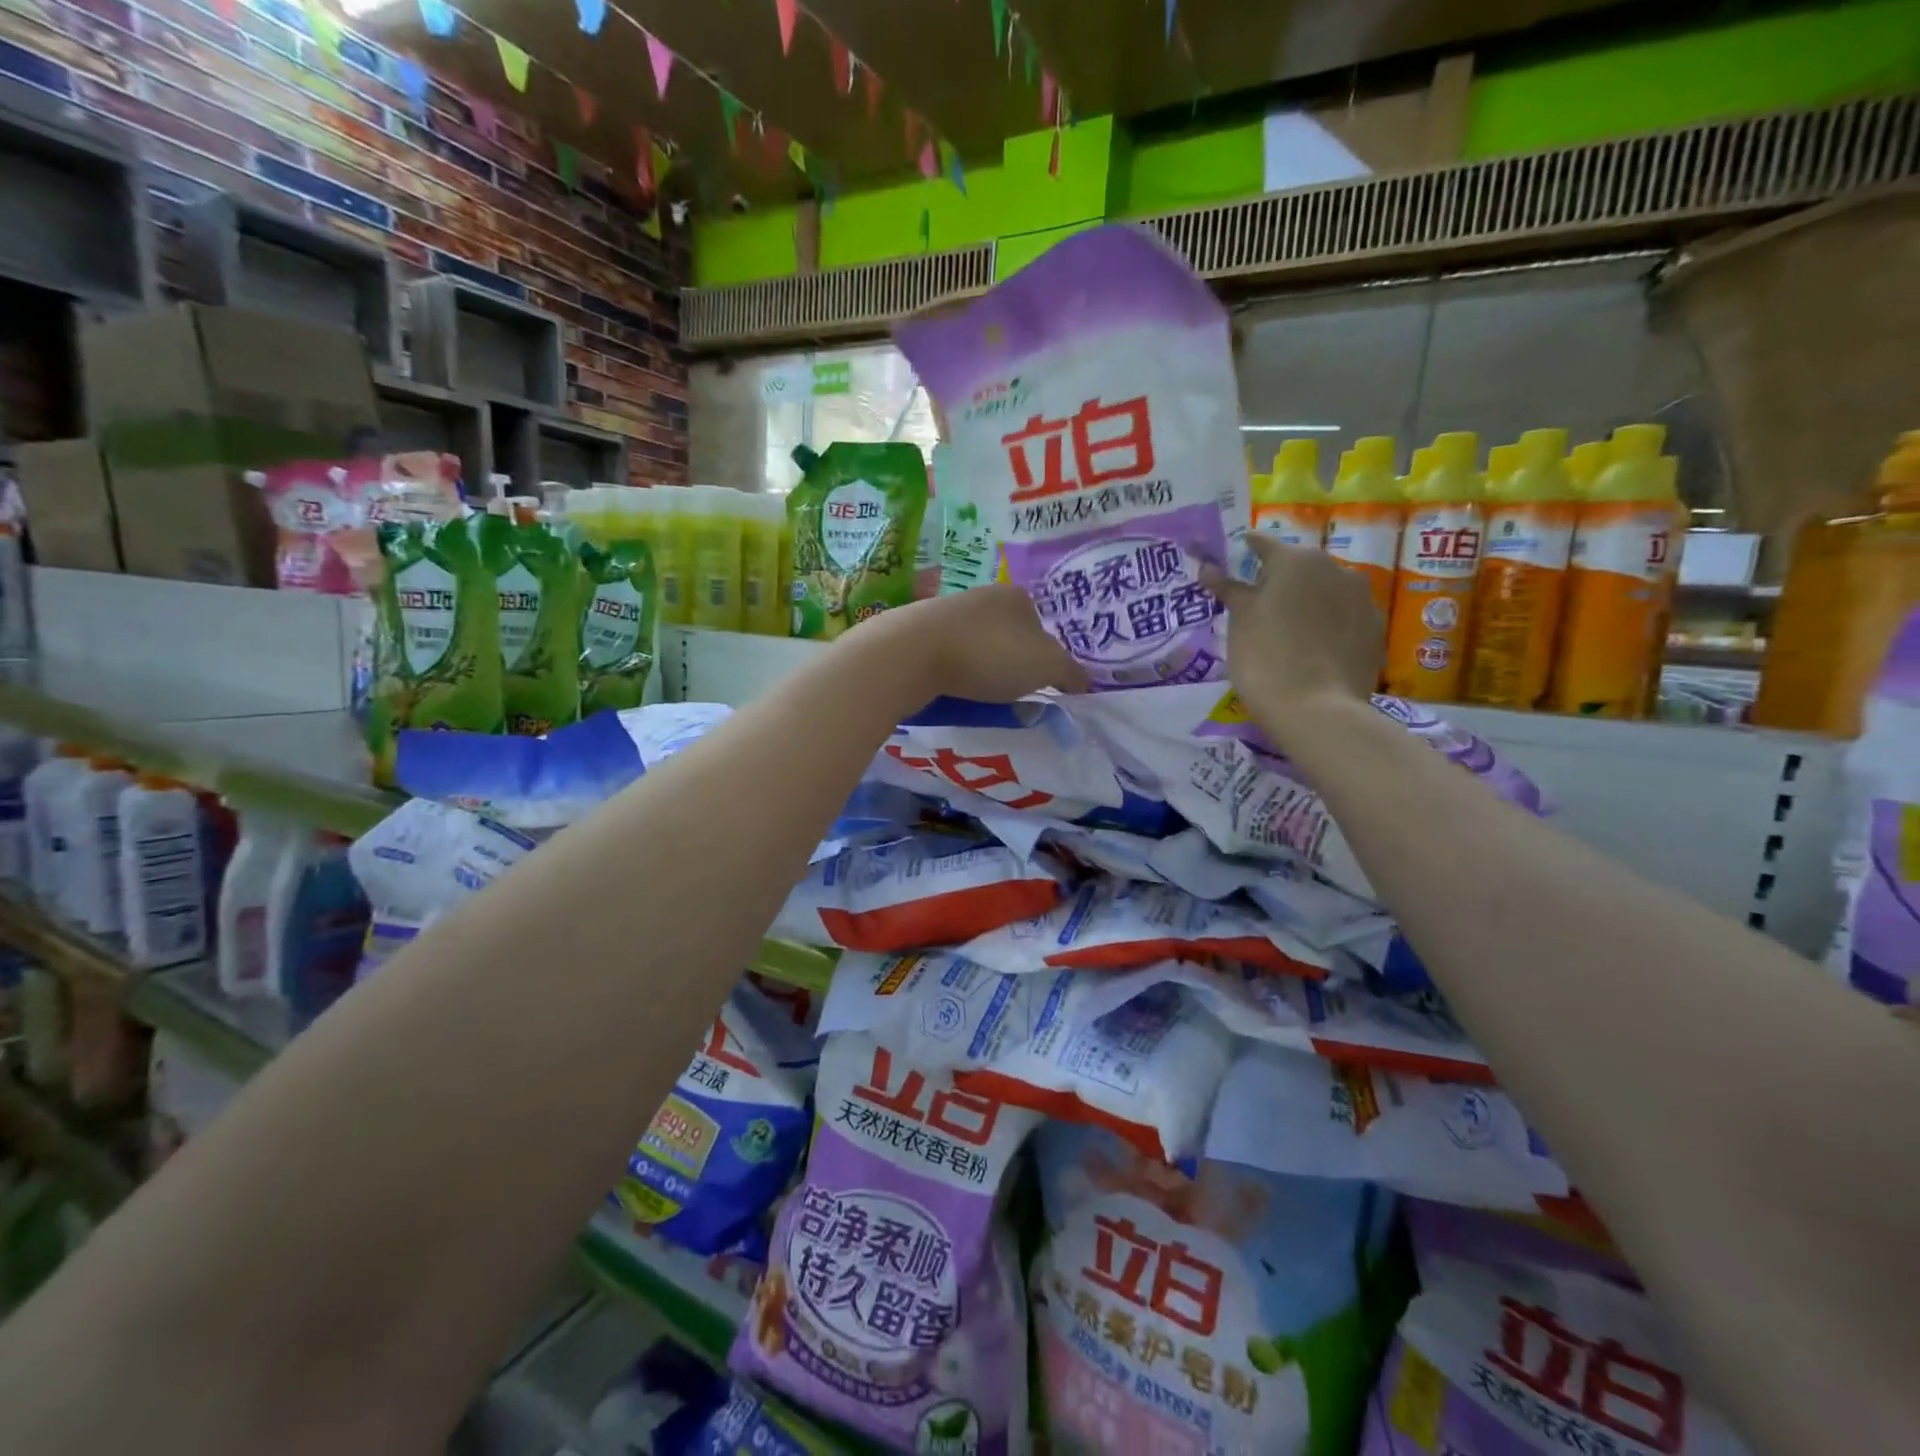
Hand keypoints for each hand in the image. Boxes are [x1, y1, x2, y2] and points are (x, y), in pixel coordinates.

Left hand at [849, 584, 1091, 703]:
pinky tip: (952, 687)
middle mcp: (982, 595)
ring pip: (976, 643)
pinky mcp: (917, 631)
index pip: (1042, 624)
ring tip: (980, 694)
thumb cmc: (989, 654)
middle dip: (1011, 661)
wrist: (913, 653)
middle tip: (1012, 692)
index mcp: (1016, 596)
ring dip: (980, 667)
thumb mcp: (1046, 666)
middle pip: (1008, 633)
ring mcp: (946, 611)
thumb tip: (1084, 681)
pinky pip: (947, 654)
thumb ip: (1069, 672)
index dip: (1046, 655)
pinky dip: (953, 671)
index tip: (1040, 681)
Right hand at [1199, 536, 1381, 738]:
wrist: (1317, 710)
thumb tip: (1208, 567)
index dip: (1245, 550)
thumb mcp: (1238, 622)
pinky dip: (1327, 624)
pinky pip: (1344, 617)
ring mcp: (1362, 599)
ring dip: (1307, 601)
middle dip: (1279, 580)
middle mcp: (1336, 568)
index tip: (1234, 556)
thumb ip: (1228, 589)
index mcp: (1297, 560)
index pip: (1263, 544)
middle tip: (1257, 603)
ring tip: (1287, 629)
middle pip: (1299, 567)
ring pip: (1326, 591)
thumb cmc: (1265, 658)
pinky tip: (1313, 648)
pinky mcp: (1375, 630)